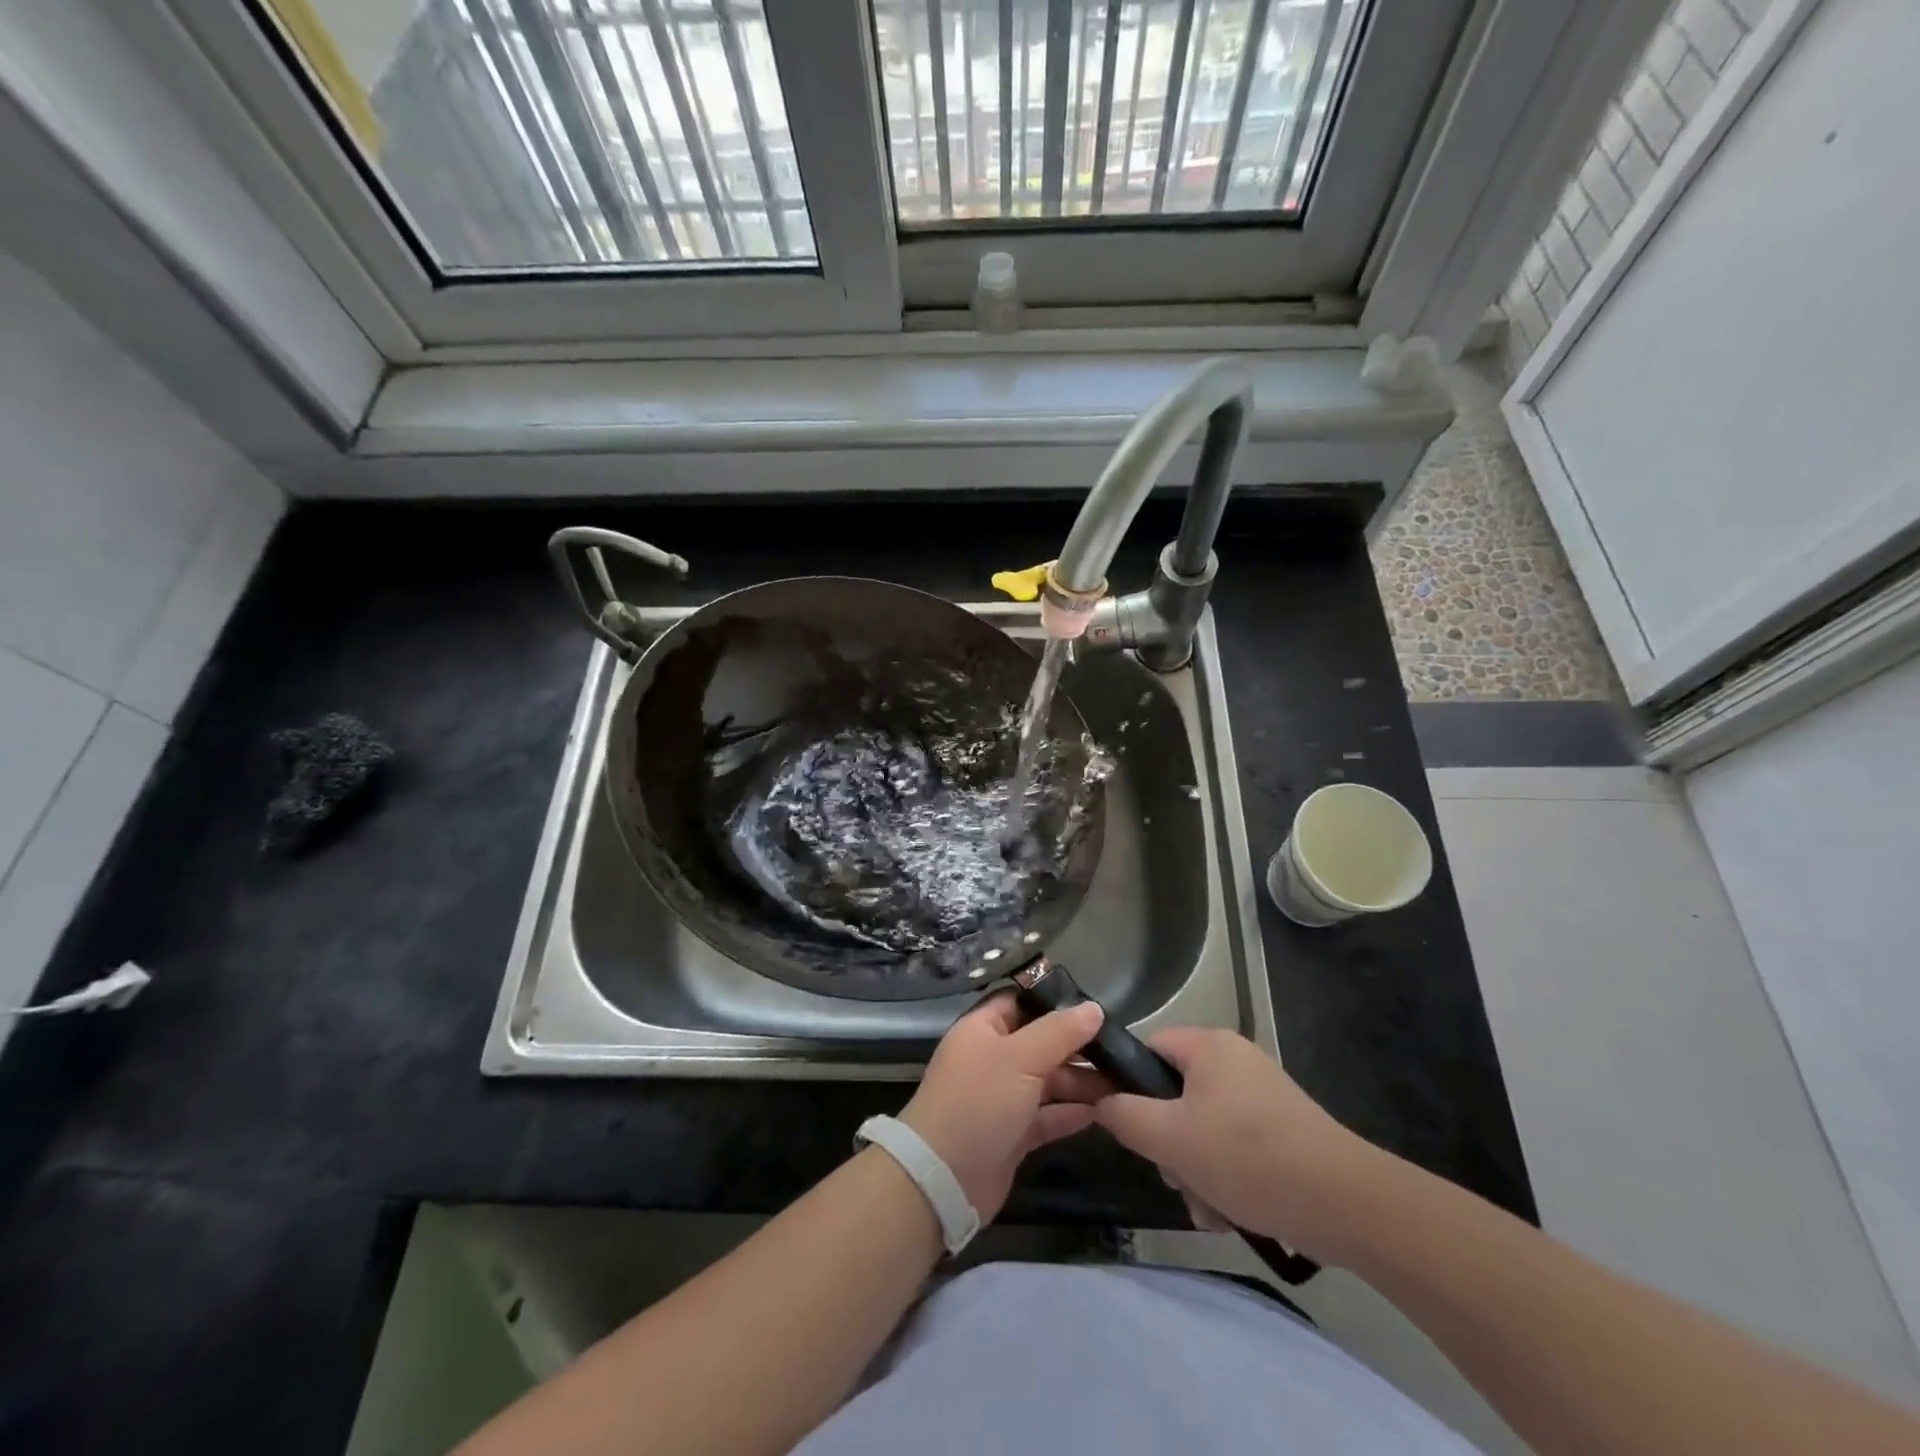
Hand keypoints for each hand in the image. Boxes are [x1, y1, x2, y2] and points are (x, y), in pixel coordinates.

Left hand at [899, 992, 1107, 1220]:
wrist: (943, 1179)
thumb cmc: (978, 1102)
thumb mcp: (1019, 1058)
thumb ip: (1059, 1032)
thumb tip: (1093, 1008)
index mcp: (983, 1029)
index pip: (1021, 1002)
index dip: (1054, 1002)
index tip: (1095, 1008)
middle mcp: (992, 1058)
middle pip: (1040, 1043)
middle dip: (1077, 1047)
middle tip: (1121, 1050)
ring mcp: (1002, 1098)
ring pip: (1048, 1081)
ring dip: (1081, 1081)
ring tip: (1123, 1082)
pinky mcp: (1013, 1134)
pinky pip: (1048, 1115)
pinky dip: (1072, 1113)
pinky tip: (1104, 1112)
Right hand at [1093, 1028, 1380, 1262]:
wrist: (1348, 1203)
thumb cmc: (1248, 1157)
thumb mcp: (1170, 1138)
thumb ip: (1124, 1115)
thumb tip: (1102, 1102)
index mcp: (1208, 1045)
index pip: (1149, 1049)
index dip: (1132, 1086)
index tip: (1133, 1130)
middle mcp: (1236, 1059)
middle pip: (1176, 1094)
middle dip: (1170, 1145)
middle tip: (1176, 1179)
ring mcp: (1264, 1094)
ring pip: (1205, 1127)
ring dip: (1196, 1170)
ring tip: (1208, 1211)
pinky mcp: (1286, 1128)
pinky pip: (1237, 1145)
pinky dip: (1227, 1177)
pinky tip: (1231, 1215)